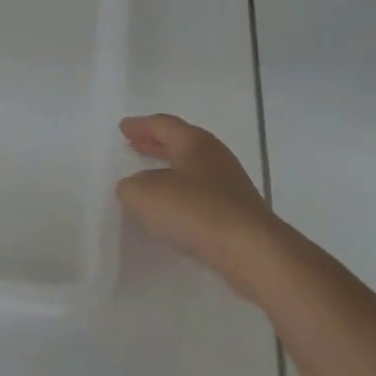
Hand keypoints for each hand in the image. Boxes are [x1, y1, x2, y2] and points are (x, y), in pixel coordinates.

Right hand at [117, 114, 284, 291]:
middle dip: (155, 142)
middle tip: (135, 143)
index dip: (140, 125)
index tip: (123, 127)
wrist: (251, 250)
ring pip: (192, 167)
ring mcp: (230, 183)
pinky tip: (173, 208)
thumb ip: (131, 187)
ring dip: (168, 168)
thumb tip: (135, 187)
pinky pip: (202, 193)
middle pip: (180, 142)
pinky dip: (182, 192)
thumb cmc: (196, 211)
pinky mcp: (237, 210)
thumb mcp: (145, 196)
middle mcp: (214, 155)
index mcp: (194, 141)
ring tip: (149, 176)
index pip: (163, 125)